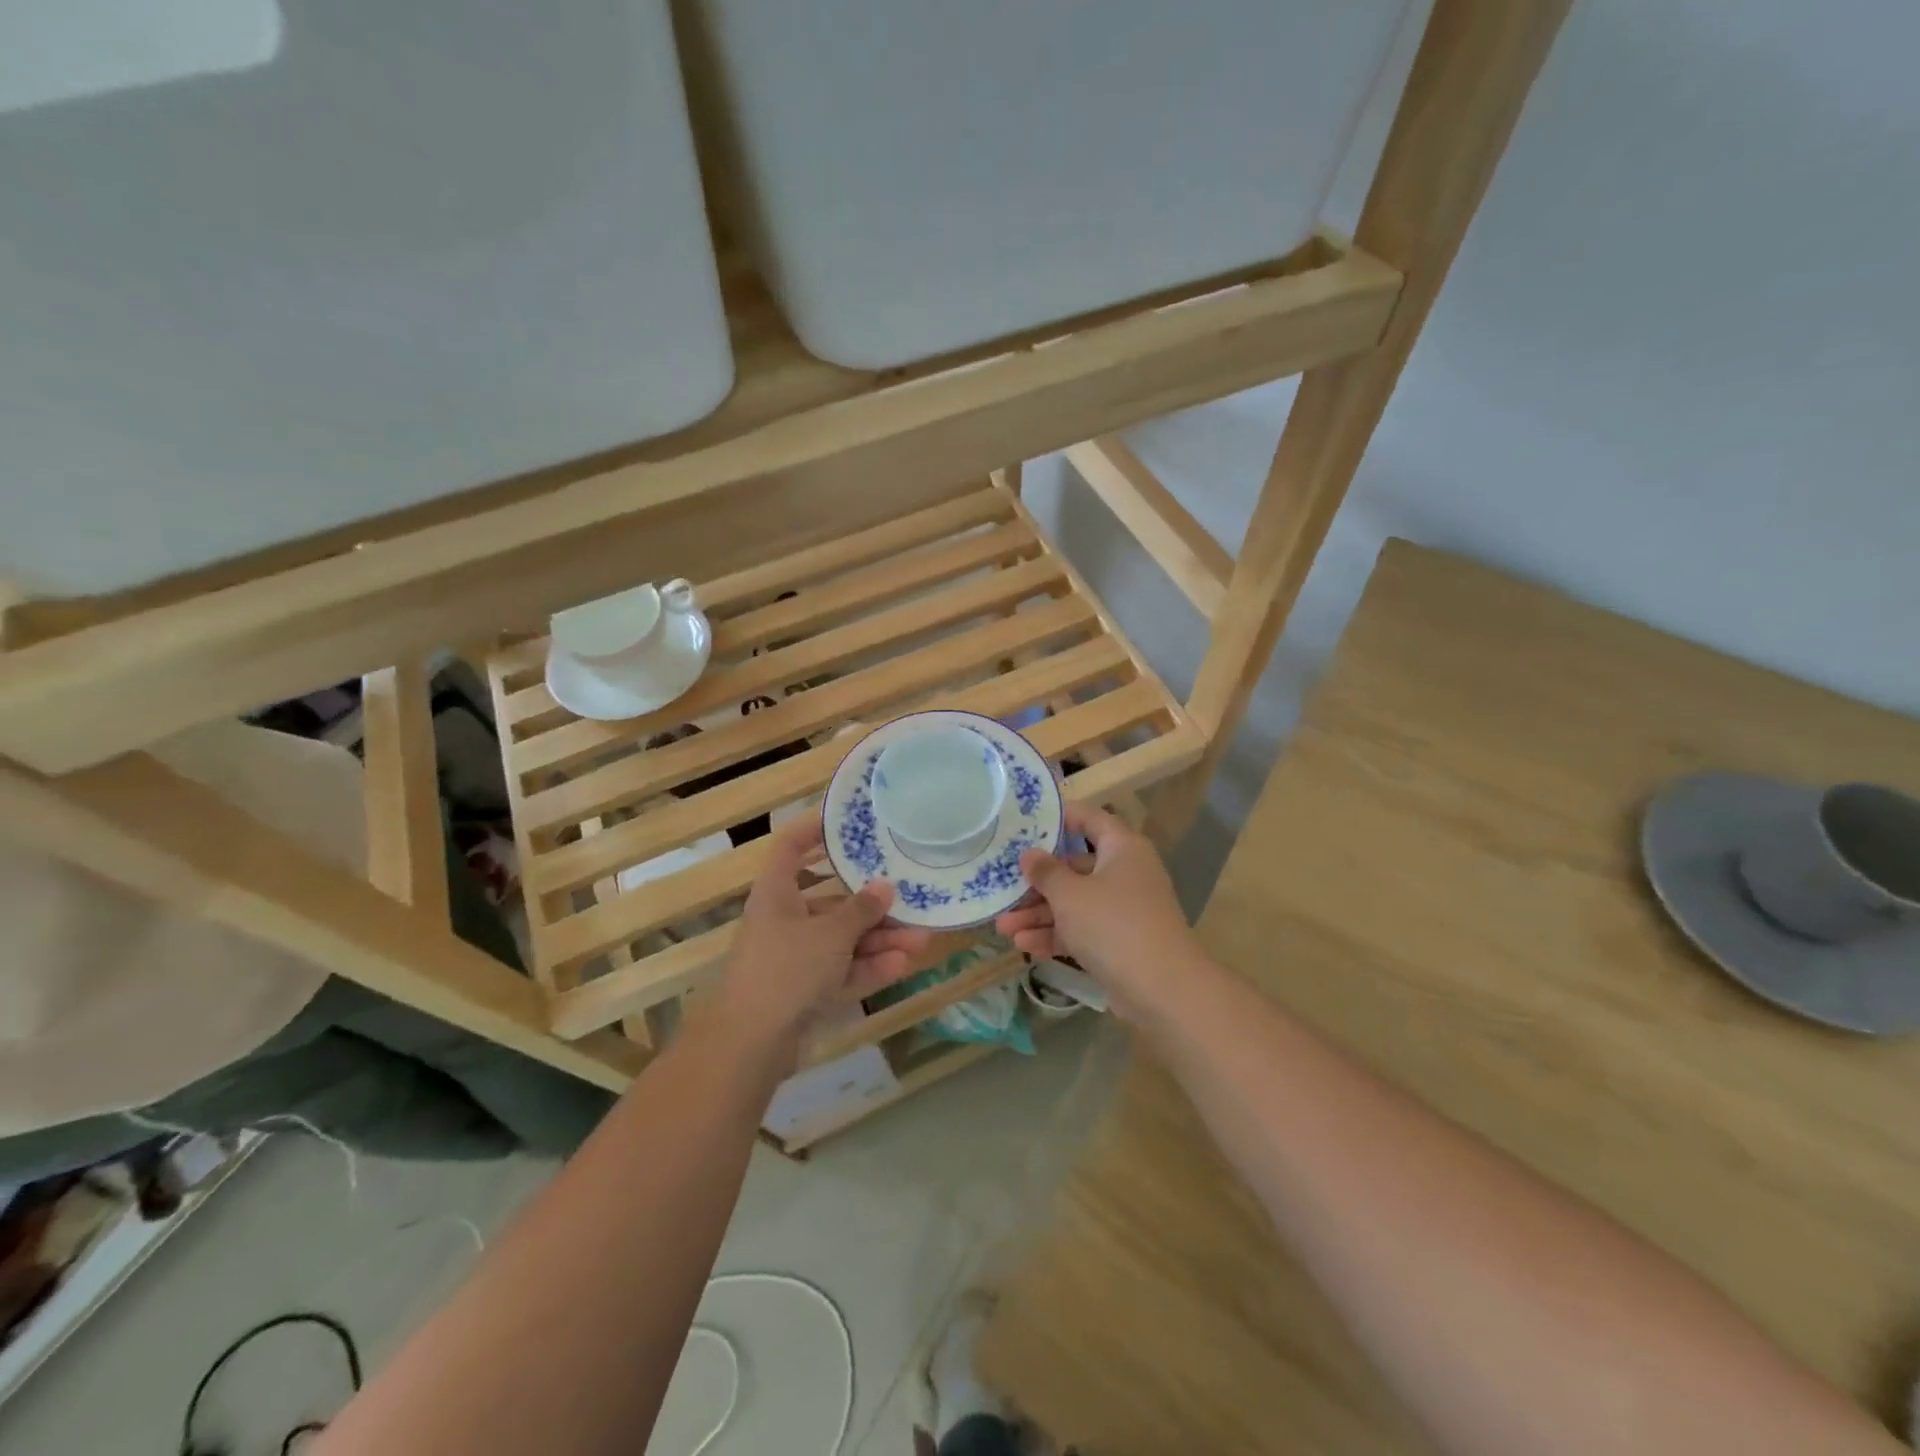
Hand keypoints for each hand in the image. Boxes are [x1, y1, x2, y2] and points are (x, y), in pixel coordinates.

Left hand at [713, 819, 931, 1055]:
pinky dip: (869, 968)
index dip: (813, 830)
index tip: (847, 823)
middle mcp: (785, 920)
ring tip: (921, 938)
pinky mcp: (806, 992)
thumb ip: (861, 910)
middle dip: (872, 905)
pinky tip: (903, 964)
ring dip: (880, 940)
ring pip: (843, 941)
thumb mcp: (830, 934)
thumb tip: (885, 887)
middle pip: (831, 902)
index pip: (790, 848)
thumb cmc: (786, 969)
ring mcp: (795, 959)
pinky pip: (843, 971)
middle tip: (909, 899)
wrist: (751, 1043)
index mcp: (776, 893)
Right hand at [994, 805, 1196, 1023]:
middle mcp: (1125, 873)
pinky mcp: (1120, 942)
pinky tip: (1024, 946)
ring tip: (1003, 927)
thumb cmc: (1114, 926)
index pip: (1090, 818)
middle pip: (1075, 867)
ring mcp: (1124, 910)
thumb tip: (1030, 854)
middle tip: (1004, 888)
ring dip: (1040, 914)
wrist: (1164, 991)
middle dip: (1037, 882)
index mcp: (1122, 848)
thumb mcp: (1070, 895)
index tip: (1025, 823)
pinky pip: (1083, 930)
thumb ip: (1046, 872)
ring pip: (1075, 902)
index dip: (1060, 817)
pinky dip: (1057, 935)